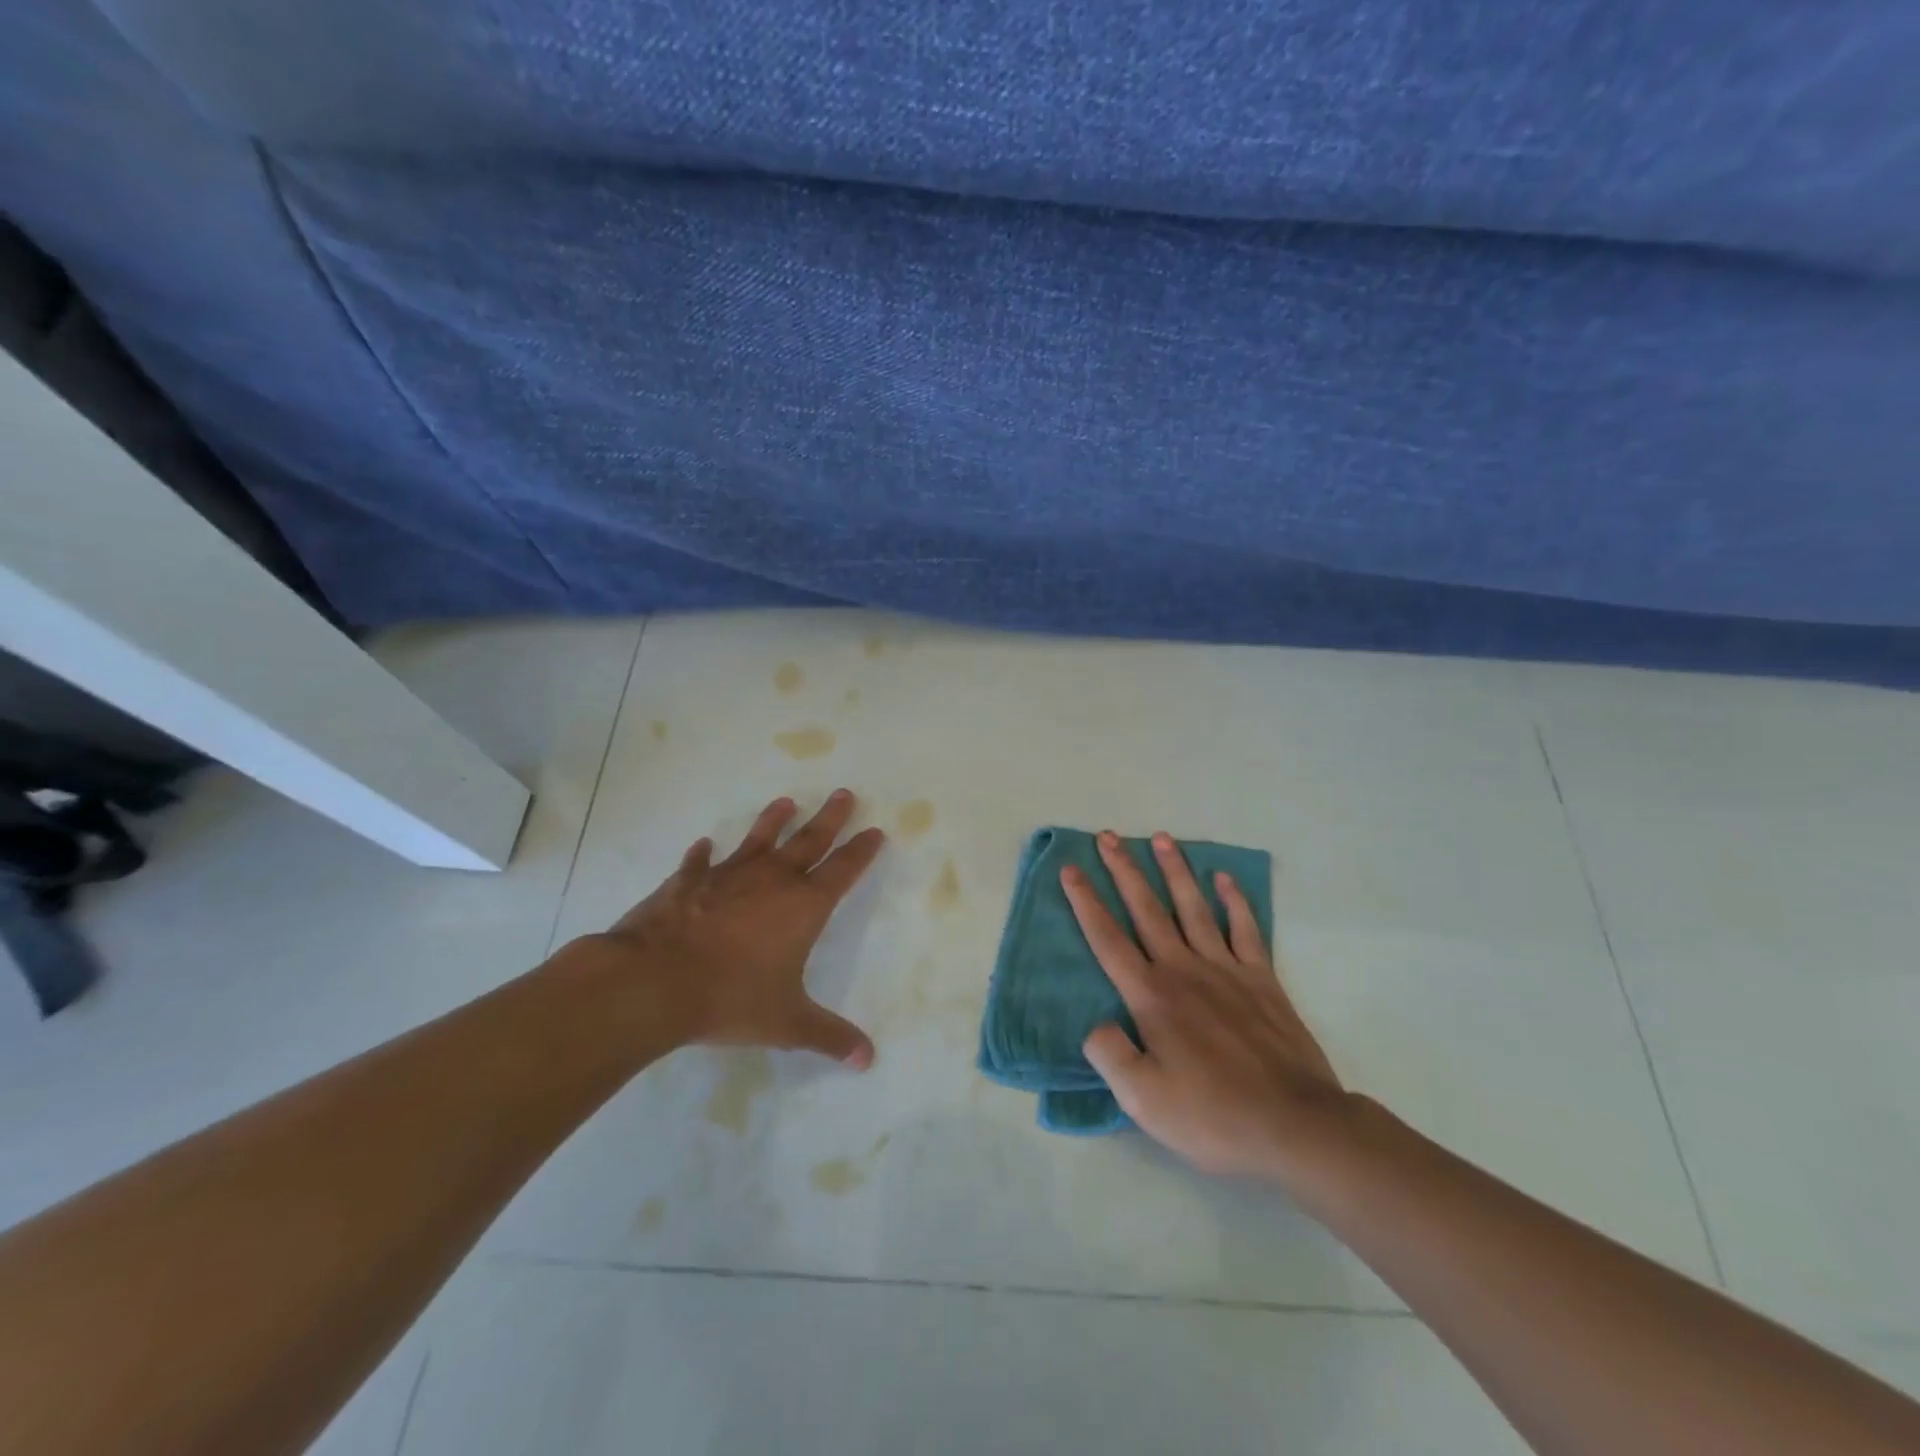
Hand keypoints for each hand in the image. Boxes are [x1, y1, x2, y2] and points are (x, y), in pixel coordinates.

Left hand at [579, 790, 884, 1068]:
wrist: (653, 982)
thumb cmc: (730, 999)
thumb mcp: (787, 1023)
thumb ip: (829, 1037)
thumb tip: (868, 1059)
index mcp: (803, 907)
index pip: (843, 871)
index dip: (861, 851)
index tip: (875, 830)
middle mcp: (771, 881)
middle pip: (809, 841)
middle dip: (830, 818)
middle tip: (844, 793)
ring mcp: (727, 876)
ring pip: (758, 840)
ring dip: (773, 820)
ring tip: (785, 801)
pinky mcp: (687, 882)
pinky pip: (700, 863)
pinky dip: (703, 855)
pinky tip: (704, 845)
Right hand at [1063, 830, 1352, 1180]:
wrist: (1295, 1125)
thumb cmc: (1212, 1115)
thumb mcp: (1143, 1100)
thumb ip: (1109, 1055)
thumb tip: (1094, 1024)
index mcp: (1151, 996)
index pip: (1108, 939)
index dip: (1085, 902)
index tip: (1070, 869)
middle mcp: (1183, 970)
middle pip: (1146, 910)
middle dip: (1124, 871)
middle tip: (1107, 837)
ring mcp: (1226, 970)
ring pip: (1192, 907)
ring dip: (1174, 871)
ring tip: (1160, 838)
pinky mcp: (1262, 979)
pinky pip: (1245, 929)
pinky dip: (1234, 901)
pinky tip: (1224, 879)